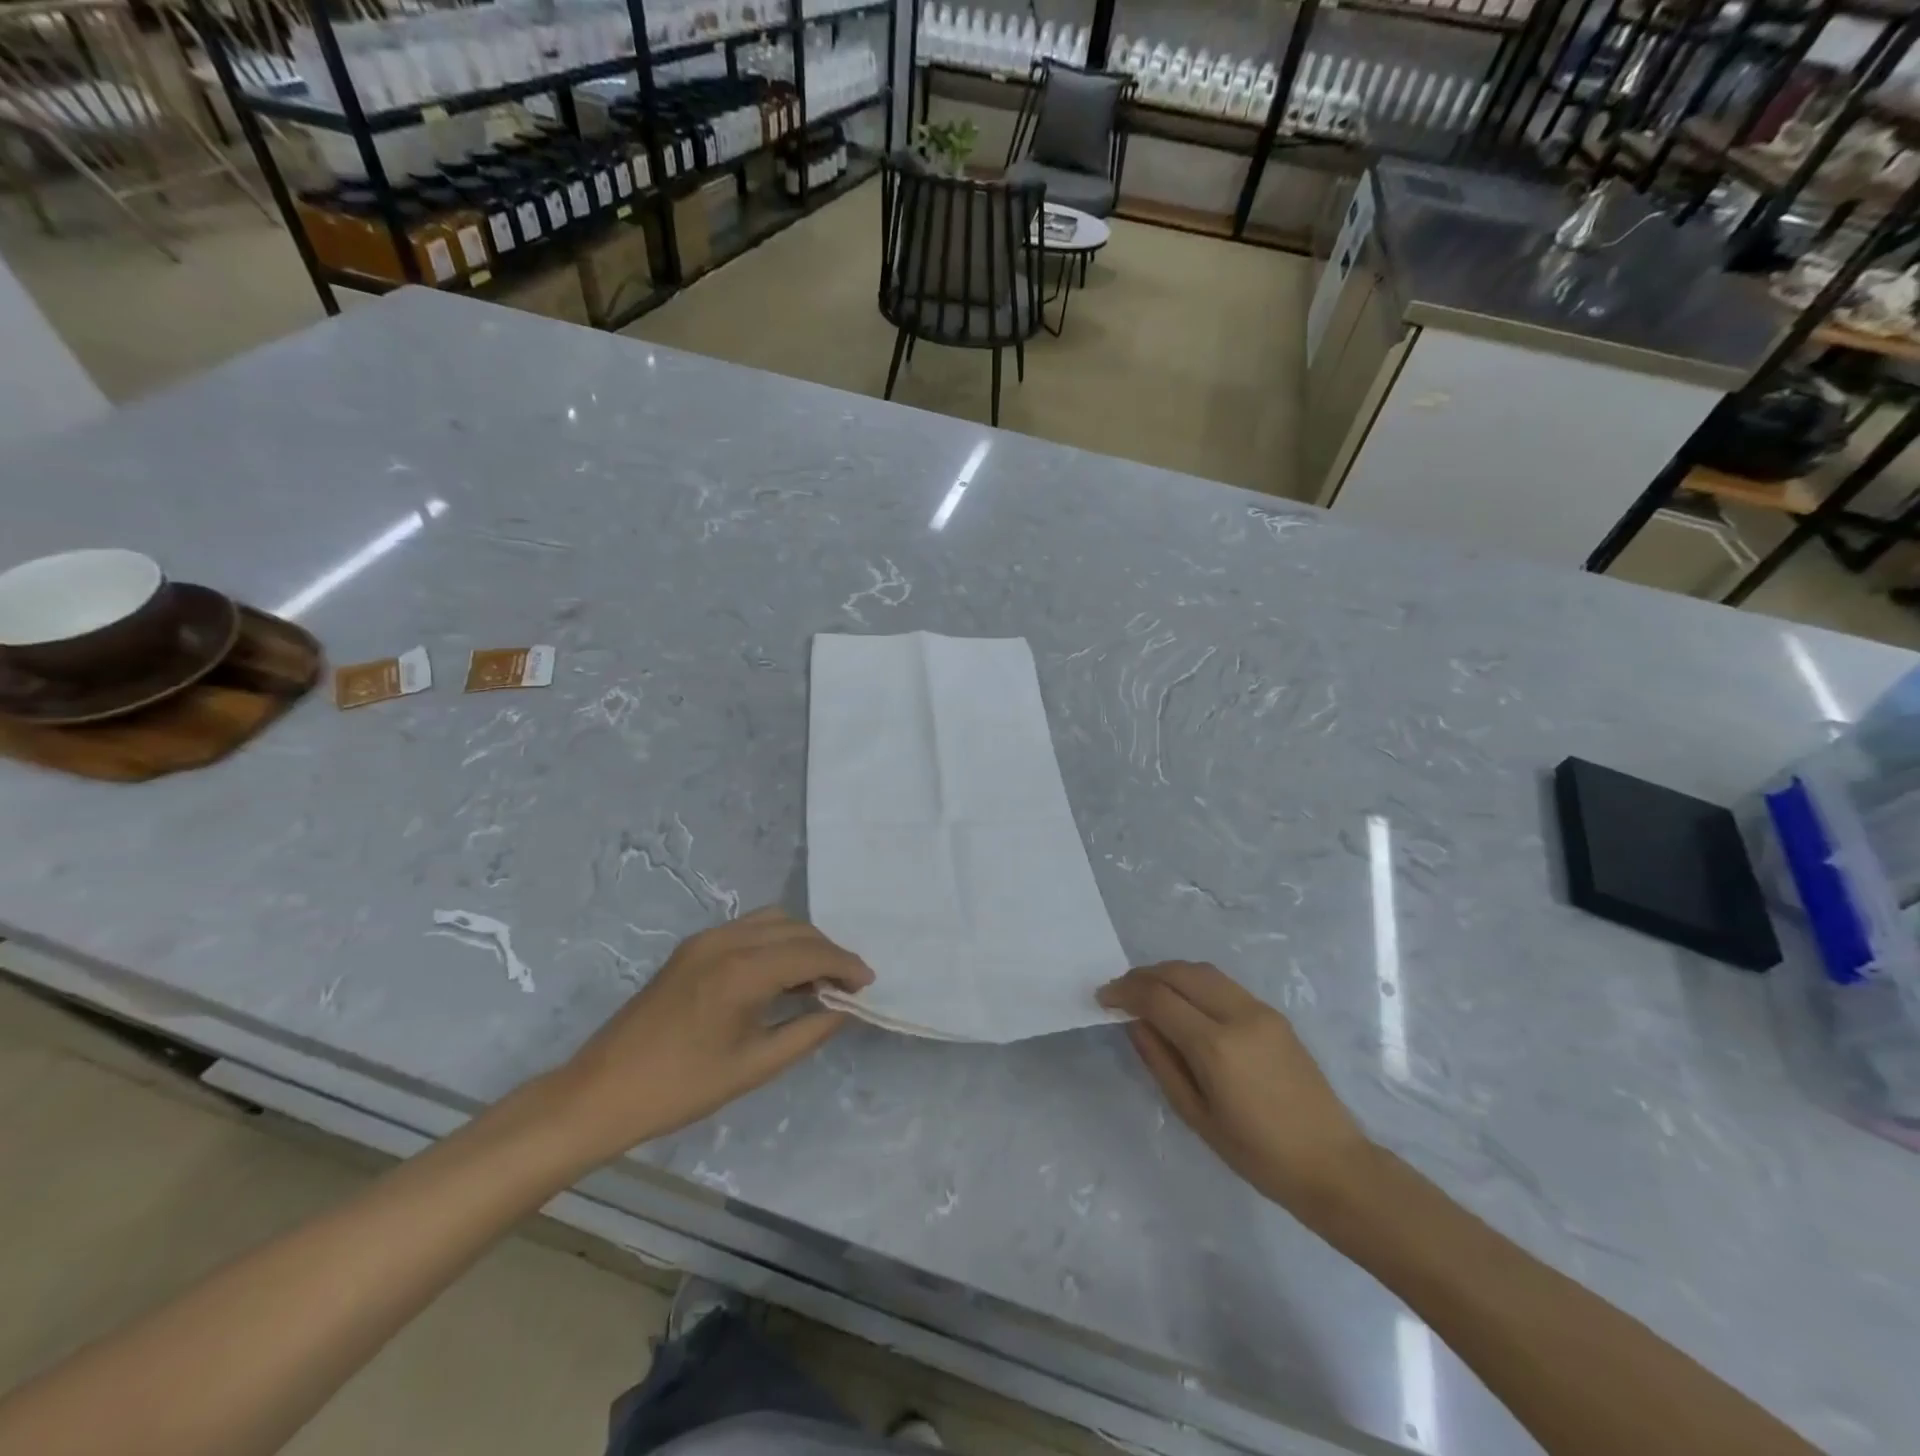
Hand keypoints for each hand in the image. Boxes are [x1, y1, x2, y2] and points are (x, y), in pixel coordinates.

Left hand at [548, 908, 871, 1165]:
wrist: (601, 1092)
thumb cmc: (681, 1088)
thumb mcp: (754, 1067)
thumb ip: (807, 1032)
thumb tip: (842, 1009)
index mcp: (742, 970)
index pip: (810, 952)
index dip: (845, 965)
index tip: (867, 984)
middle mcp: (726, 941)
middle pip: (795, 928)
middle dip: (827, 951)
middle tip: (846, 986)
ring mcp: (704, 940)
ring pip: (772, 921)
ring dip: (801, 942)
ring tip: (816, 980)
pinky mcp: (691, 948)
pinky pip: (748, 930)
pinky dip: (774, 942)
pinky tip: (780, 976)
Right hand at [1098, 962, 1371, 1209]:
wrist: (1332, 1165)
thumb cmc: (1257, 1155)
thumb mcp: (1196, 1115)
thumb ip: (1161, 1062)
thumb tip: (1135, 1023)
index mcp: (1215, 1045)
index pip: (1158, 998)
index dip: (1124, 992)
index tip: (1102, 998)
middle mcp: (1238, 1015)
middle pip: (1180, 972)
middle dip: (1144, 975)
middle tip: (1121, 991)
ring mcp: (1260, 1010)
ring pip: (1203, 971)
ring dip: (1170, 973)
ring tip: (1148, 992)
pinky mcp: (1274, 1014)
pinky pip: (1224, 984)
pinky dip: (1195, 982)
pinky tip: (1184, 1002)